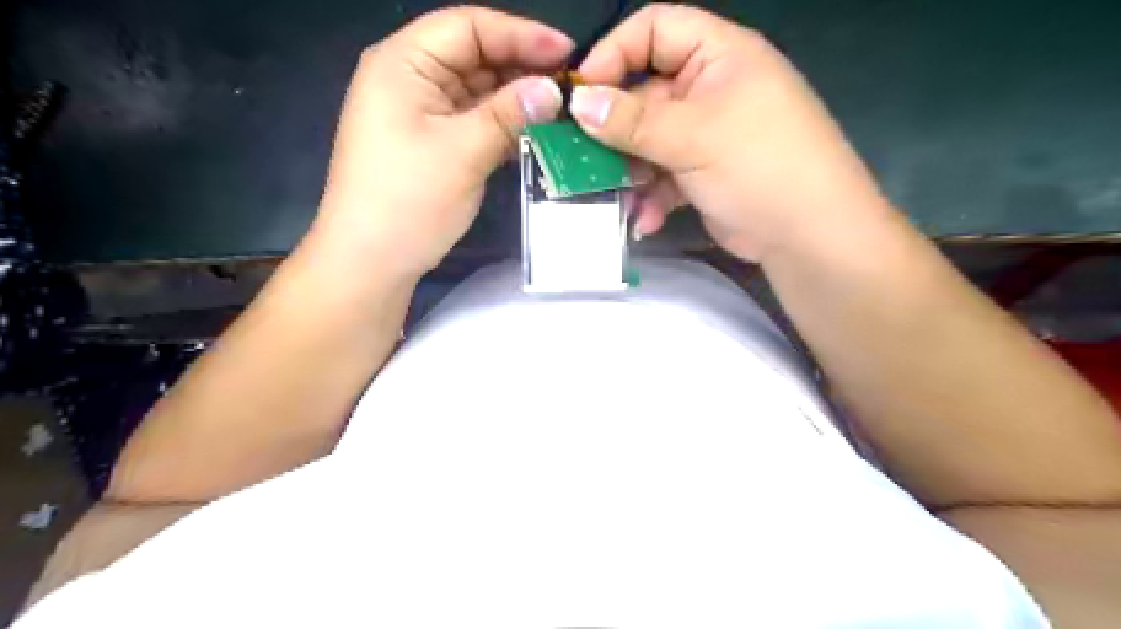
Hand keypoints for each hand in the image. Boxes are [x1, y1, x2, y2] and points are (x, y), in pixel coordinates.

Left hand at [309, 7, 572, 276]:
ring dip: (516, 100)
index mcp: (403, 64)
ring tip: (560, 111)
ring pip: (478, 91)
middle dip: (522, 68)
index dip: (521, 34)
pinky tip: (534, 134)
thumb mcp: (463, 152)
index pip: (468, 27)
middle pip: (474, 56)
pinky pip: (474, 121)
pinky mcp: (432, 143)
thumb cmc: (408, 200)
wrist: (372, 260)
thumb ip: (509, 114)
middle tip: (569, 88)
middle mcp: (410, 79)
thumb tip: (553, 90)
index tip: (567, 53)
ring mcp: (421, 113)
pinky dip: (503, 125)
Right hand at [573, 2, 889, 262]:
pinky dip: (651, 196)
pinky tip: (646, 218)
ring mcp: (705, 135)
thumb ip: (632, 121)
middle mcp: (709, 89)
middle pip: (645, 93)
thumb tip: (578, 104)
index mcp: (718, 55)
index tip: (580, 93)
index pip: (654, 30)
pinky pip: (662, 176)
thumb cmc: (758, 165)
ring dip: (629, 170)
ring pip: (648, 141)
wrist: (806, 235)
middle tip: (580, 154)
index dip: (614, 54)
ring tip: (614, 194)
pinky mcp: (701, 174)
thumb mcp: (693, 136)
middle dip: (615, 127)